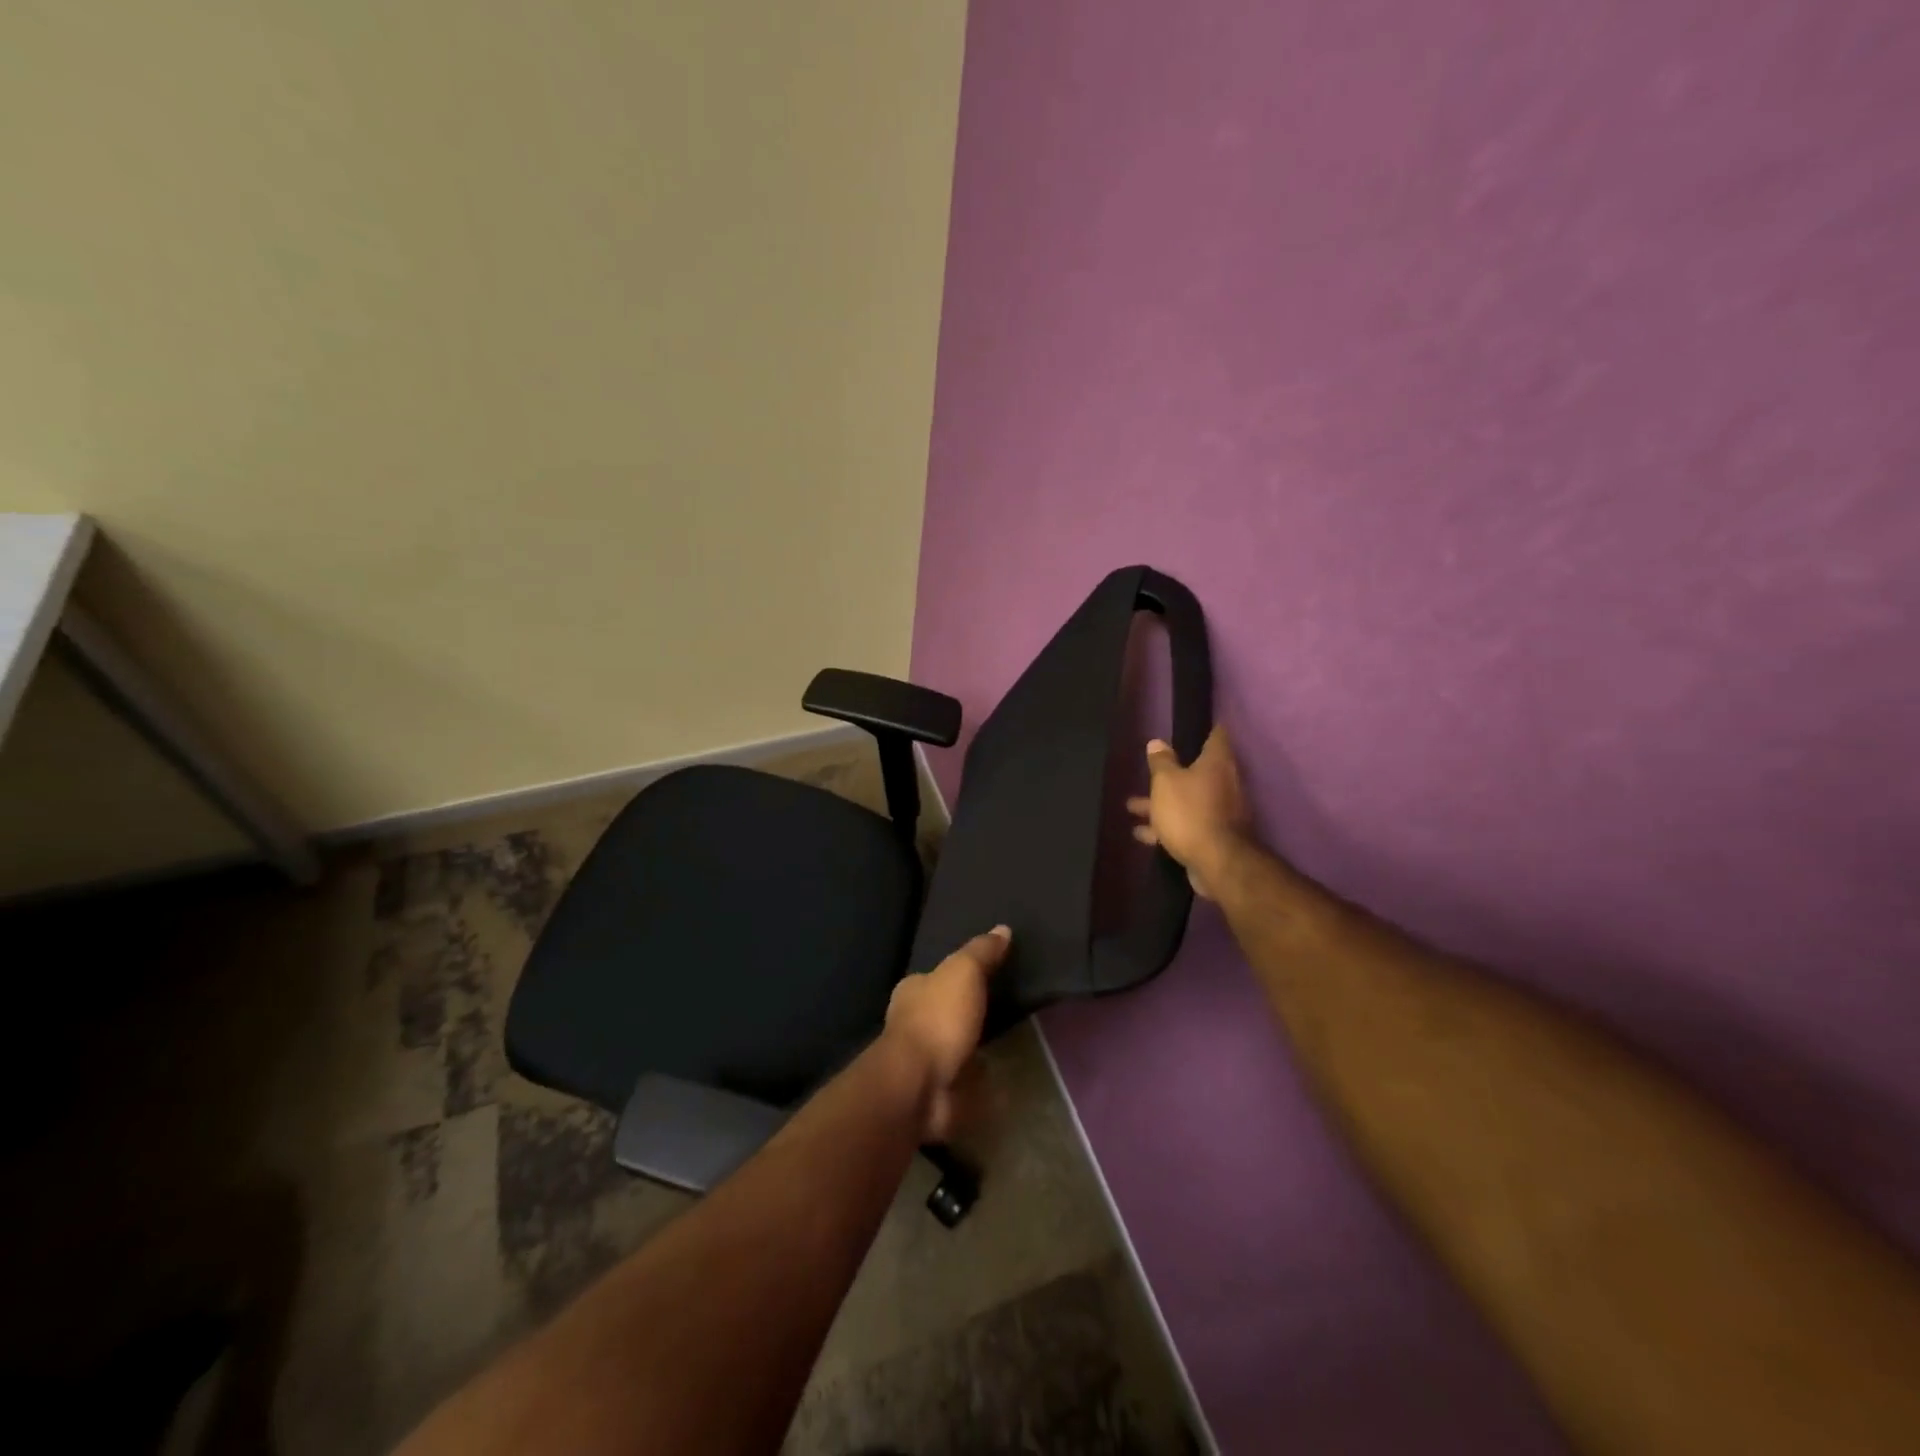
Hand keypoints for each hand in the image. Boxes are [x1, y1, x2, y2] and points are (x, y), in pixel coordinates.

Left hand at [884, 926, 1010, 1139]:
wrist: (919, 1084)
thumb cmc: (938, 1019)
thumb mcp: (964, 972)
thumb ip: (982, 952)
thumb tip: (1002, 928)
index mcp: (912, 991)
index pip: (935, 977)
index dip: (956, 975)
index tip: (983, 975)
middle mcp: (912, 1023)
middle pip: (944, 1012)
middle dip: (964, 1013)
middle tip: (1000, 1009)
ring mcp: (923, 1061)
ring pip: (952, 1047)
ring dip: (972, 1048)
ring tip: (1005, 1044)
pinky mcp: (937, 1091)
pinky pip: (963, 1081)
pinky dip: (978, 1081)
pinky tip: (1000, 1078)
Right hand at [1127, 726, 1252, 899]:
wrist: (1217, 862)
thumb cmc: (1190, 812)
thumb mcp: (1166, 782)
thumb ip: (1161, 761)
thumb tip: (1157, 742)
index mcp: (1216, 763)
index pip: (1216, 737)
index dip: (1206, 730)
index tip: (1194, 726)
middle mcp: (1223, 783)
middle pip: (1196, 771)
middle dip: (1170, 773)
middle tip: (1149, 771)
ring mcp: (1220, 811)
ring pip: (1186, 800)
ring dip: (1161, 804)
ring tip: (1132, 808)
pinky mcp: (1213, 836)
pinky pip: (1186, 824)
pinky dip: (1166, 826)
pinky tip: (1143, 834)